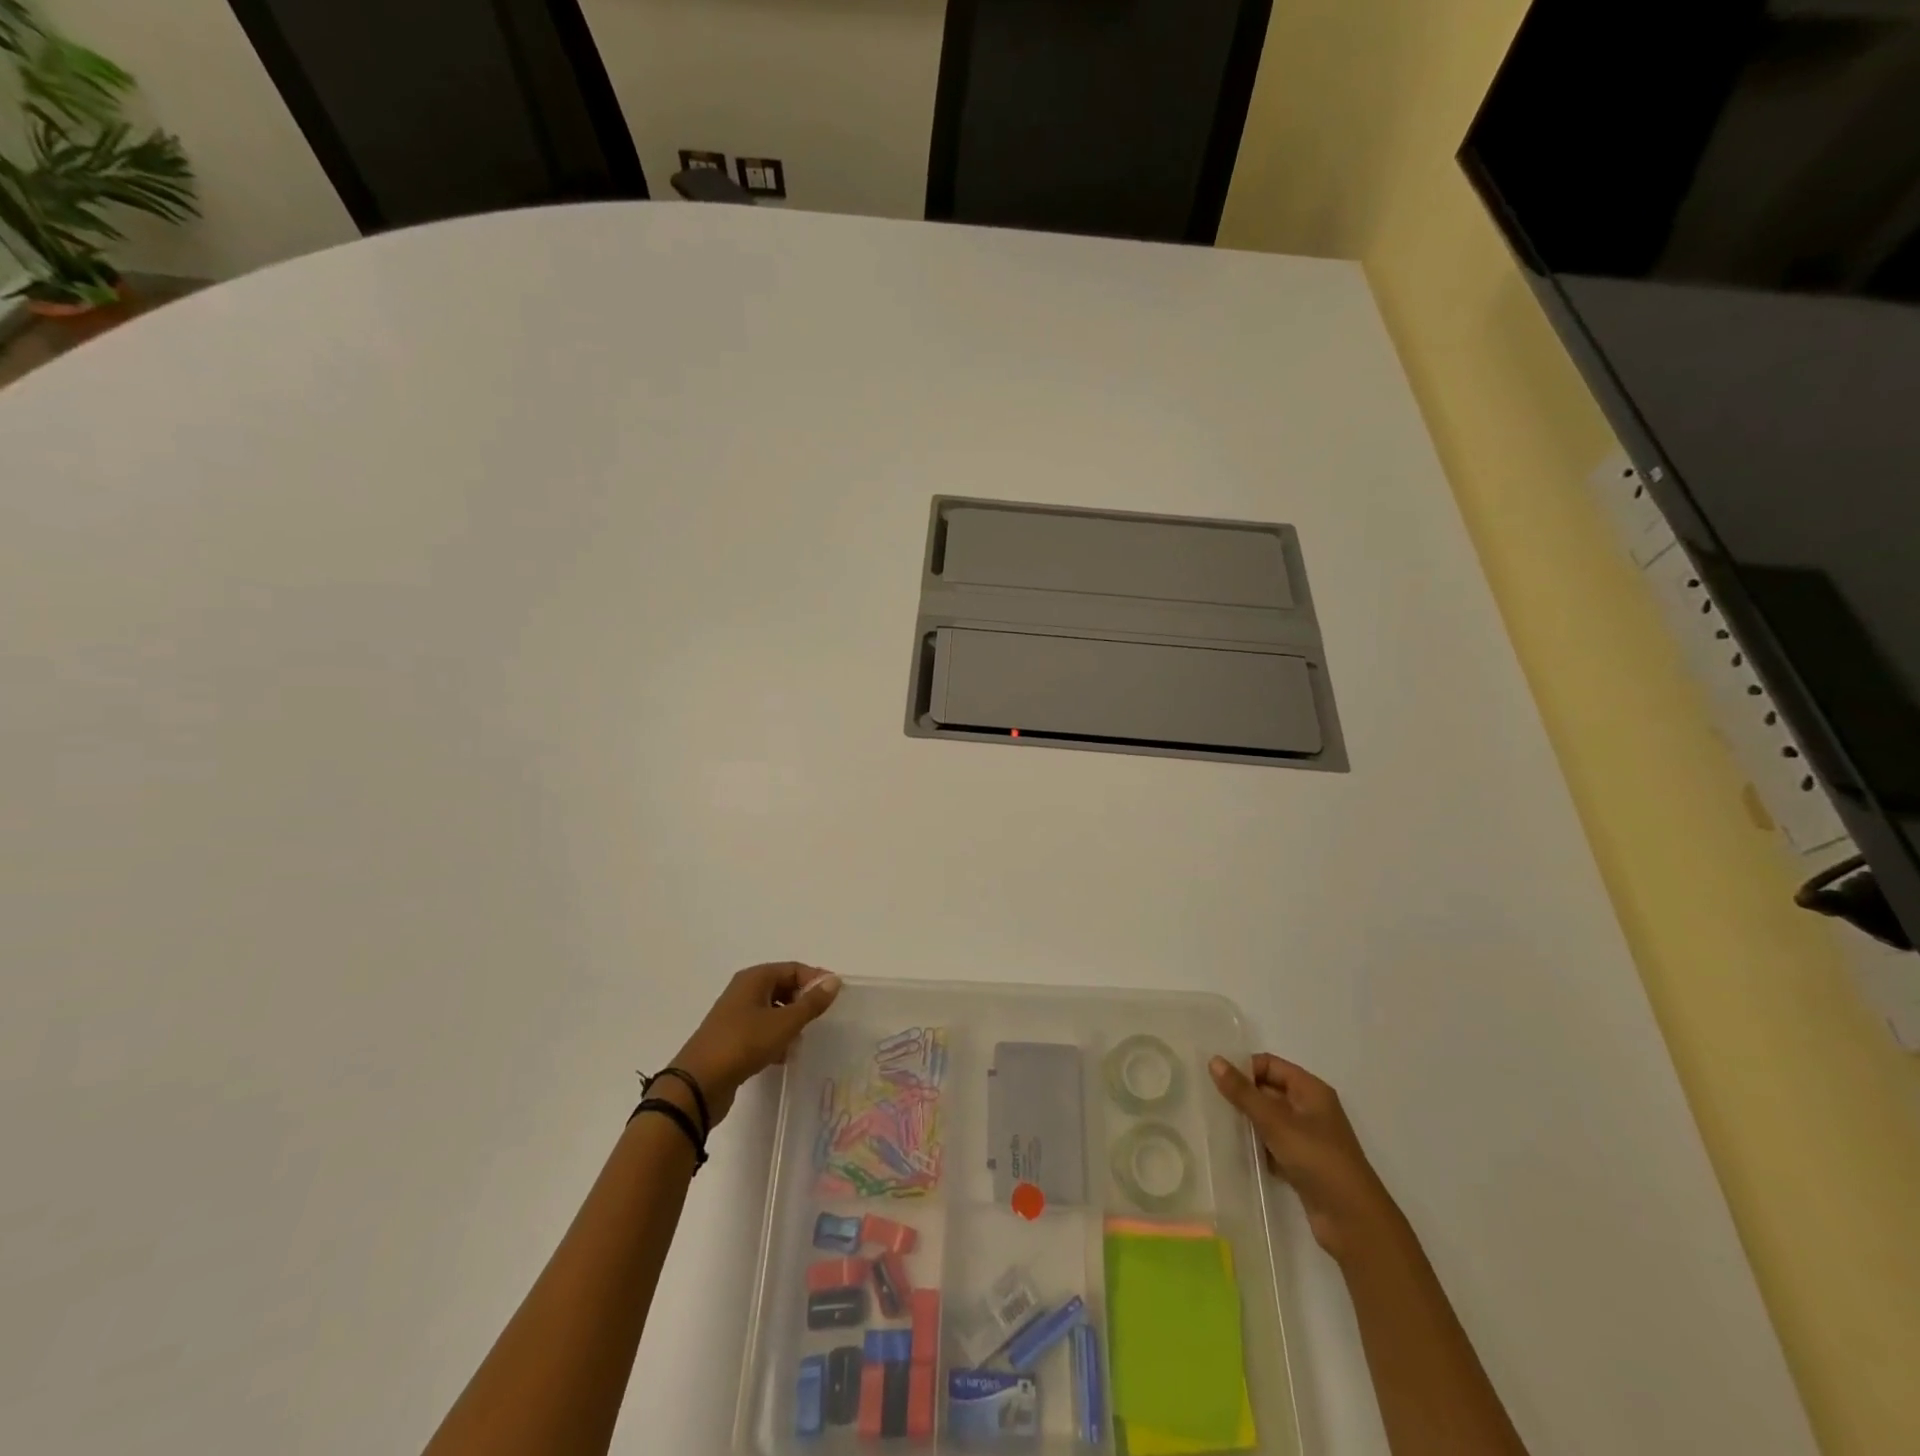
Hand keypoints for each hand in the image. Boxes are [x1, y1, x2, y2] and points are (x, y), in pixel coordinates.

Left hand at [670, 963, 841, 1125]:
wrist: (699, 1084)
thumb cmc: (744, 1043)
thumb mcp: (784, 1023)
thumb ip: (811, 1002)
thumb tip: (834, 981)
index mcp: (754, 978)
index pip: (793, 969)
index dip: (816, 979)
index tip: (835, 997)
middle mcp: (744, 991)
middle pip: (782, 987)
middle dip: (803, 1001)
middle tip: (822, 1018)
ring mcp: (735, 1016)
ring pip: (772, 1010)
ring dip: (790, 1021)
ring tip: (806, 1038)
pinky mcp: (732, 1039)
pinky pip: (761, 1030)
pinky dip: (776, 1038)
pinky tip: (785, 1055)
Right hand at [1209, 1053, 1400, 1262]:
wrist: (1353, 1221)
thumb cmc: (1317, 1159)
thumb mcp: (1276, 1122)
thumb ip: (1243, 1092)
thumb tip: (1214, 1060)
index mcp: (1310, 1090)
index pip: (1270, 1064)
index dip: (1244, 1068)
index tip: (1214, 1079)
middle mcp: (1310, 1109)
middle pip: (1268, 1091)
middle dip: (1242, 1095)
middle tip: (1209, 1100)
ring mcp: (1307, 1138)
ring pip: (1269, 1120)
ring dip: (1247, 1122)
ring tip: (1215, 1123)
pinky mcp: (1302, 1164)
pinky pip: (1272, 1145)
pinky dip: (1256, 1146)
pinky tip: (1234, 1151)